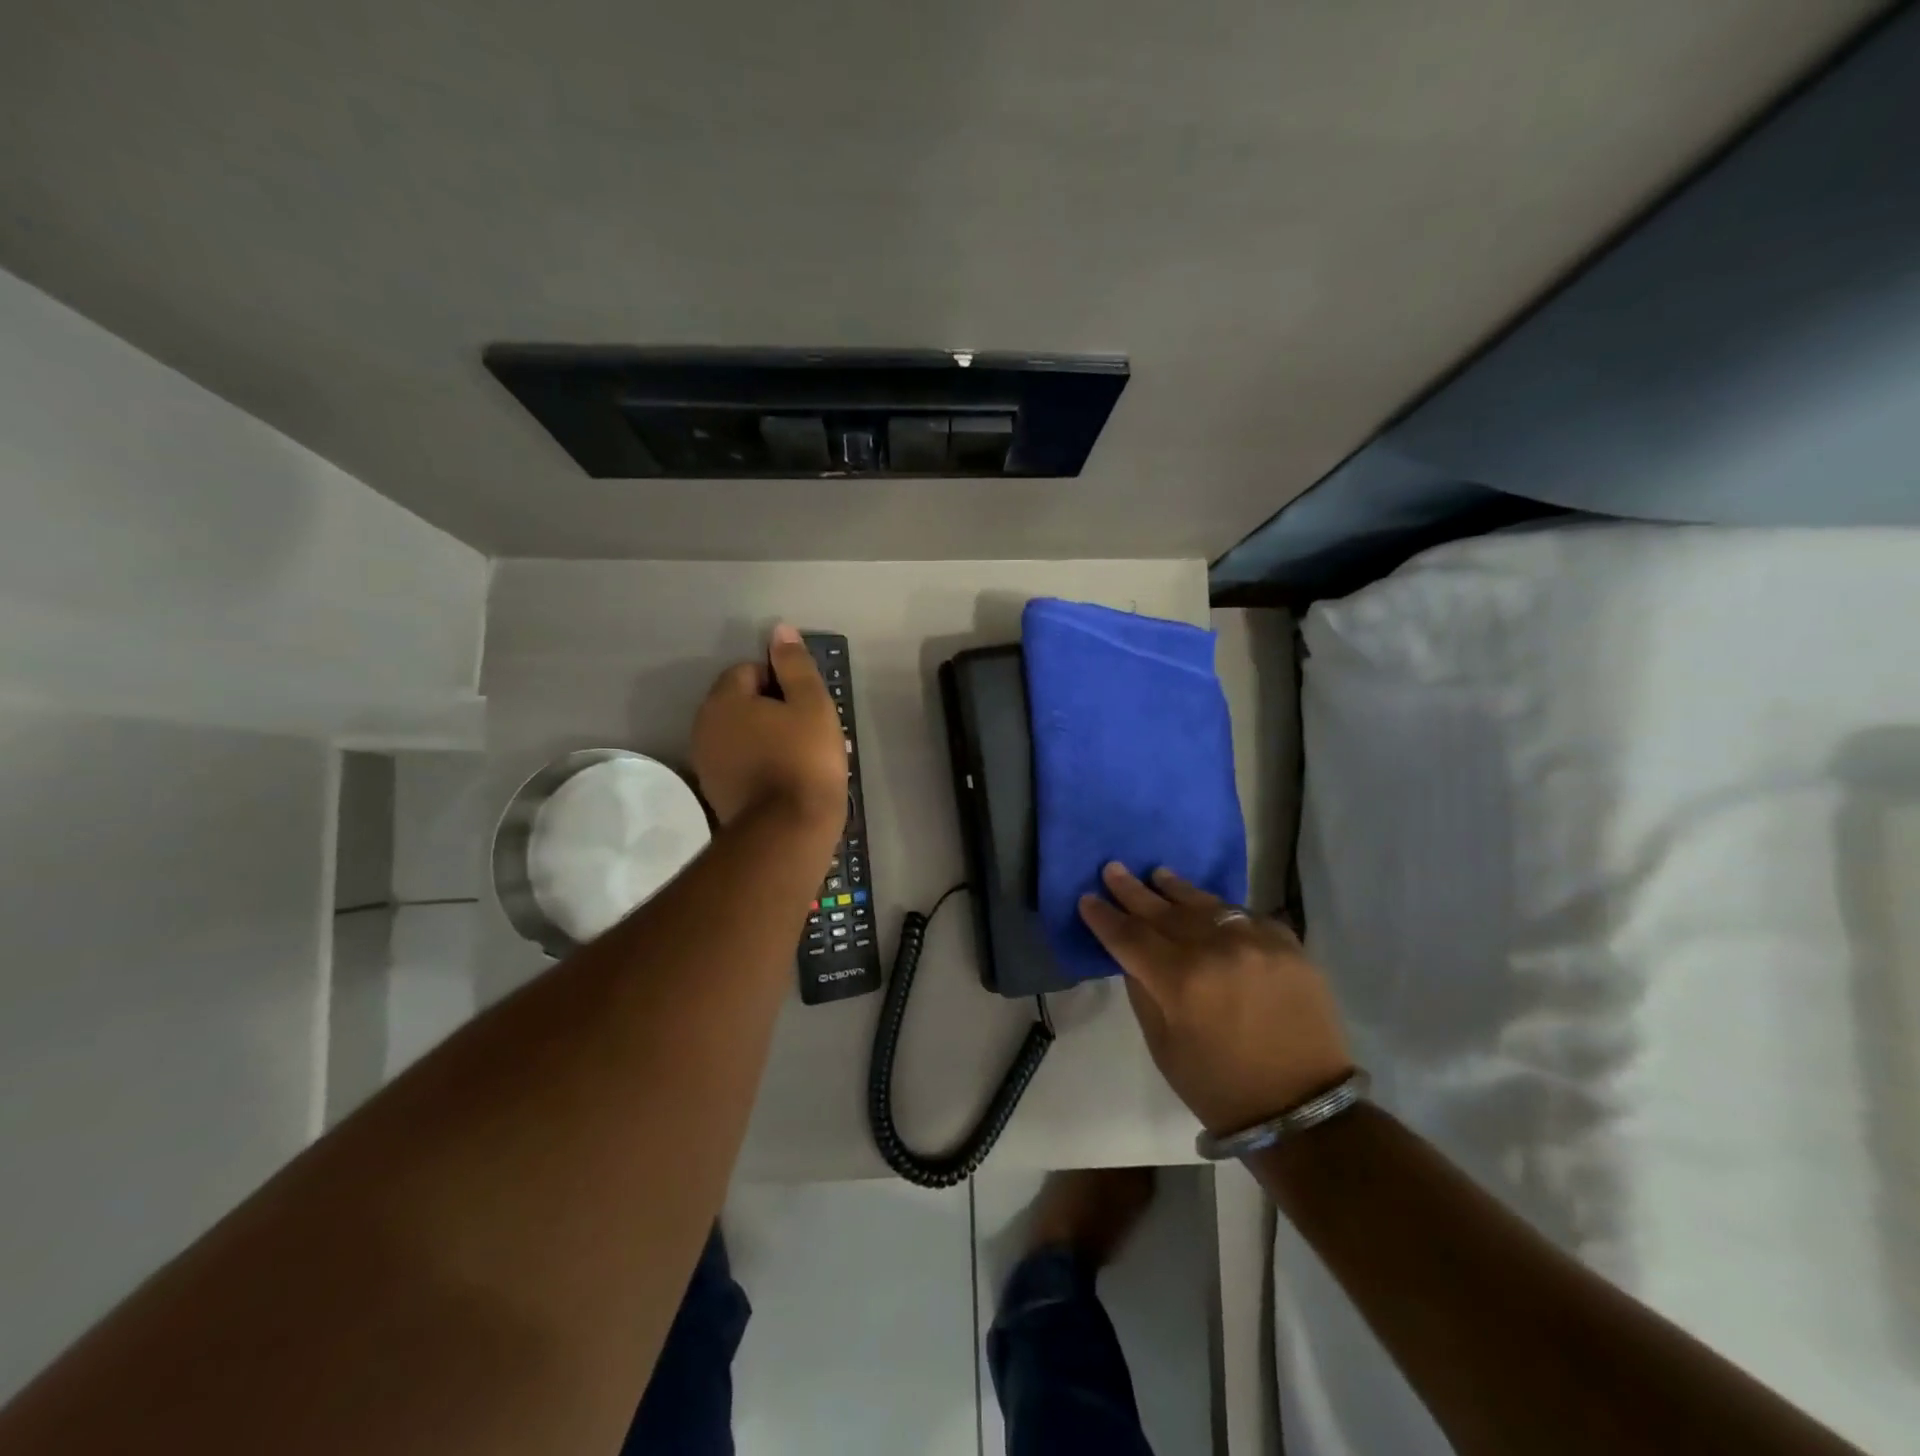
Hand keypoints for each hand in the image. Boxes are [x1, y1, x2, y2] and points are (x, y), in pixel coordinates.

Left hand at [692, 624, 847, 832]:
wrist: (788, 831)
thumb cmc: (805, 759)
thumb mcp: (811, 704)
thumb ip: (794, 665)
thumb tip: (780, 630)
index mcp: (724, 700)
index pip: (749, 670)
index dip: (781, 682)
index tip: (805, 706)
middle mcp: (704, 726)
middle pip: (741, 702)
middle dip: (771, 710)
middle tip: (807, 730)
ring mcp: (706, 762)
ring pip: (740, 734)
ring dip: (765, 737)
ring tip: (799, 756)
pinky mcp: (715, 792)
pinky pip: (739, 762)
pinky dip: (758, 763)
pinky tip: (784, 778)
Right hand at [1079, 863, 1351, 1136]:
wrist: (1302, 1109)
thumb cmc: (1218, 1086)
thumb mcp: (1162, 1046)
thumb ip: (1143, 992)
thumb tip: (1133, 955)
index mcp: (1180, 981)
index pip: (1129, 936)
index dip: (1104, 917)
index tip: (1087, 898)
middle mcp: (1217, 950)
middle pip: (1163, 912)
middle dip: (1133, 891)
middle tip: (1113, 869)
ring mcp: (1257, 942)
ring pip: (1206, 904)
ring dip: (1177, 890)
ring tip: (1158, 875)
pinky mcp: (1288, 945)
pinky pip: (1245, 916)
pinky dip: (1222, 912)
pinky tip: (1210, 908)